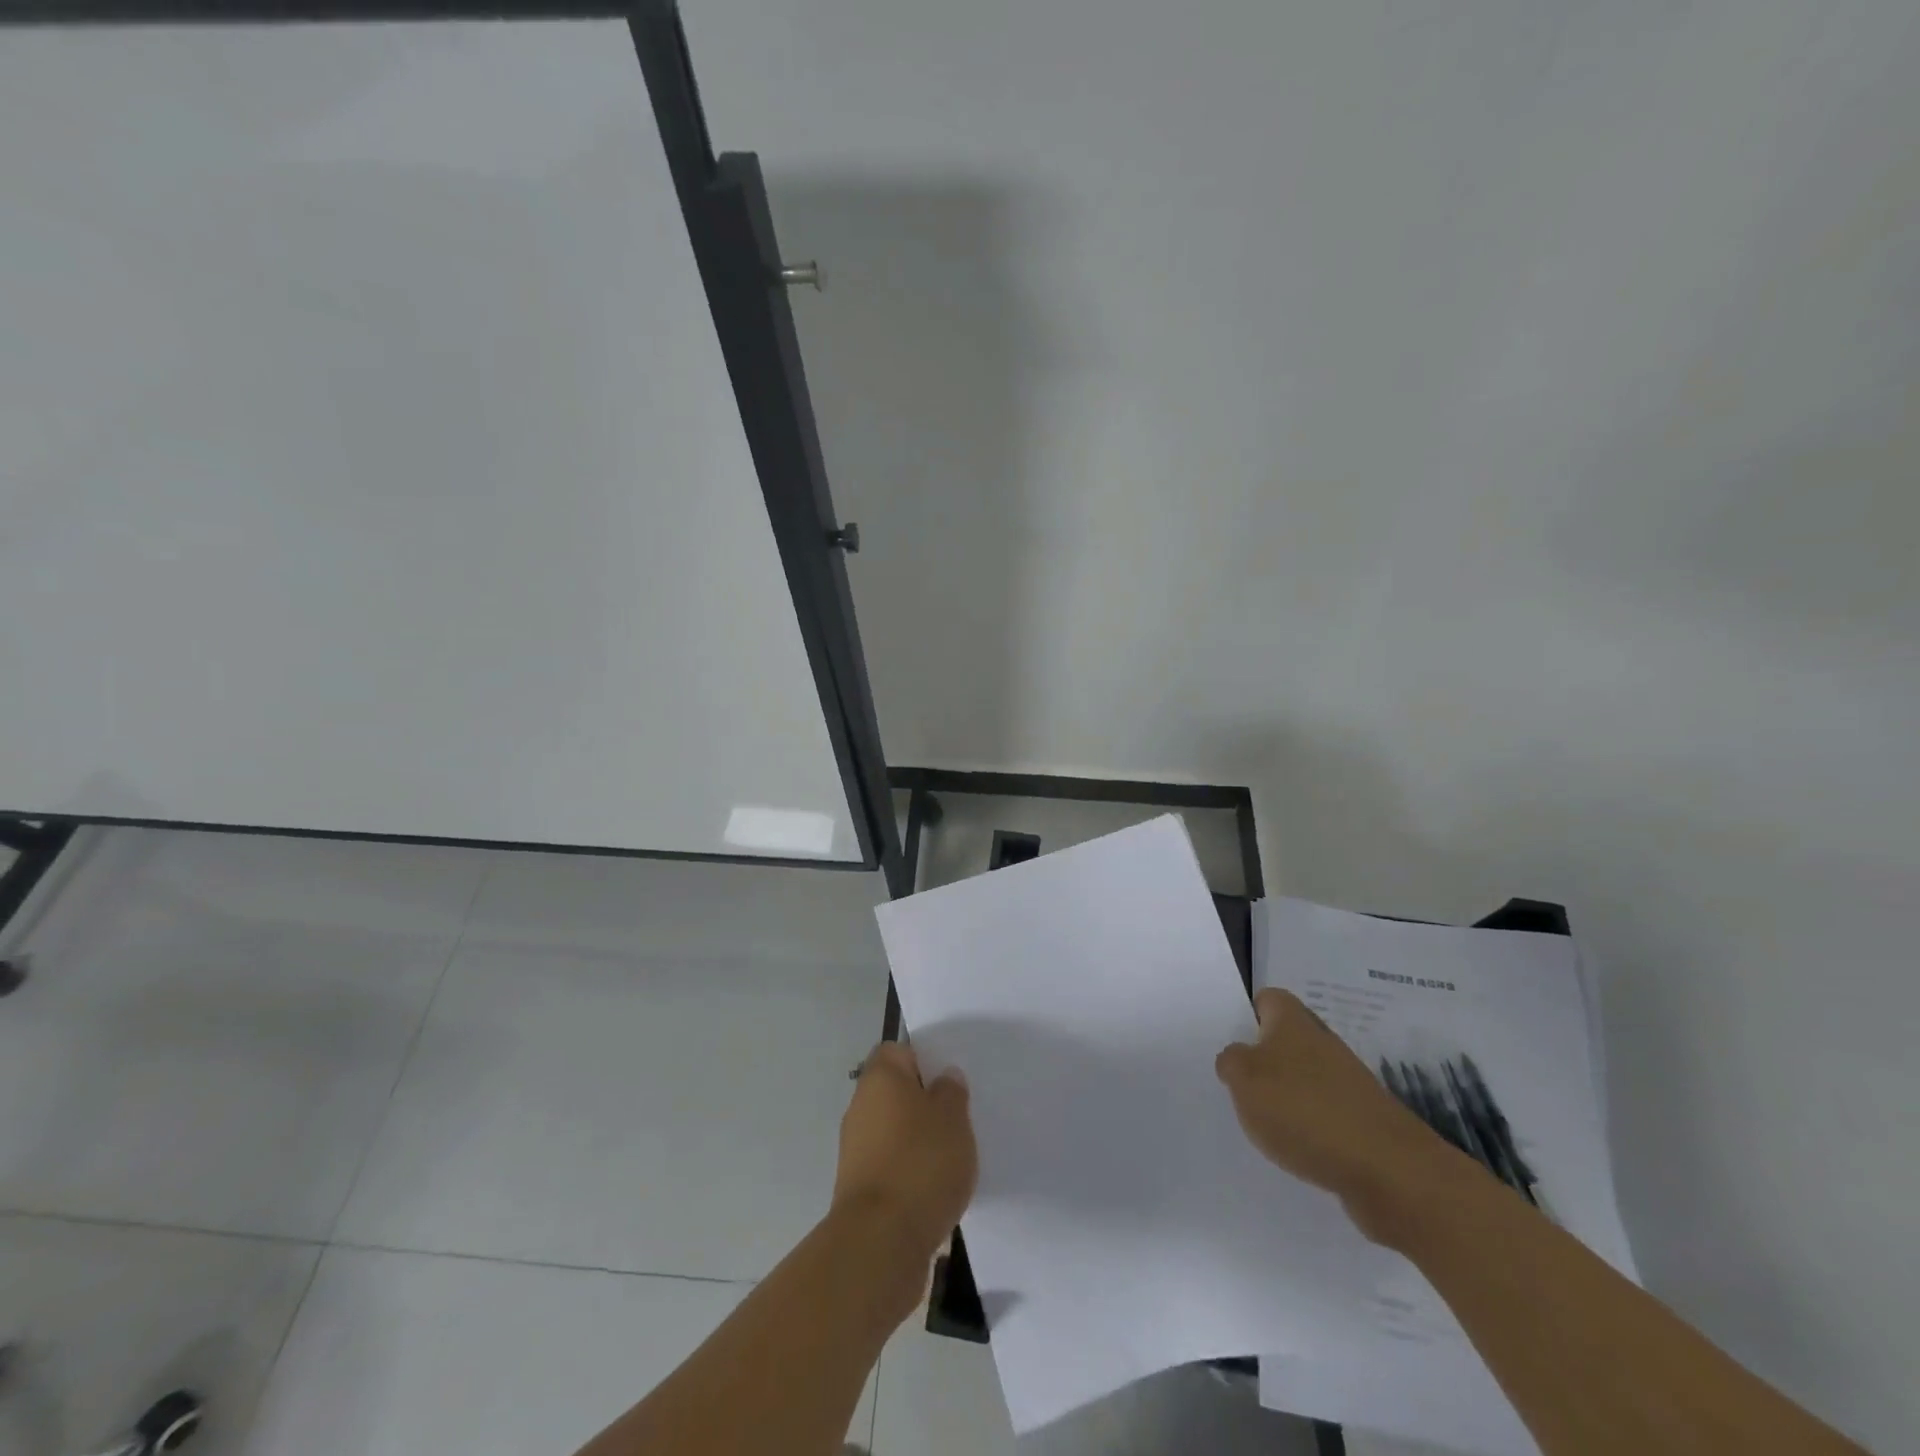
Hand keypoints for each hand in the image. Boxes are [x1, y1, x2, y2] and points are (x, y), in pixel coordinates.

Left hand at [833, 1042, 977, 1261]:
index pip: (898, 1051)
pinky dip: (912, 1173)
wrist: (880, 1243)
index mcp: (880, 1079)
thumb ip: (951, 1092)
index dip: (924, 1059)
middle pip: (896, 1092)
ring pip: (894, 1131)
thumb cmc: (921, 1163)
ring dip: (919, 1141)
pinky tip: (937, 1189)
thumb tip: (943, 1077)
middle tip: (959, 1117)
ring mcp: (856, 1150)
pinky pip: (892, 1167)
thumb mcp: (953, 1117)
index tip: (949, 1079)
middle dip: (925, 1103)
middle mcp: (861, 1107)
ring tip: (954, 1157)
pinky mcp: (861, 1189)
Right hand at [1216, 989, 1467, 1245]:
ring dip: (1286, 1098)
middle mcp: (1323, 1044)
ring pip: (1306, 1079)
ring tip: (1264, 1124)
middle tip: (1239, 1085)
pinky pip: (1326, 1115)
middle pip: (1287, 1040)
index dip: (1249, 1014)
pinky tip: (1297, 1151)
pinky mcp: (1364, 1122)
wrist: (1389, 1172)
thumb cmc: (1304, 1111)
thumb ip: (1231, 1062)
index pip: (1268, 999)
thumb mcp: (1244, 1079)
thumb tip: (1236, 1057)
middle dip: (1264, 1061)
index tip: (1232, 1041)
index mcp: (1293, 1022)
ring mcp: (1348, 1084)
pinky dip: (1310, 1130)